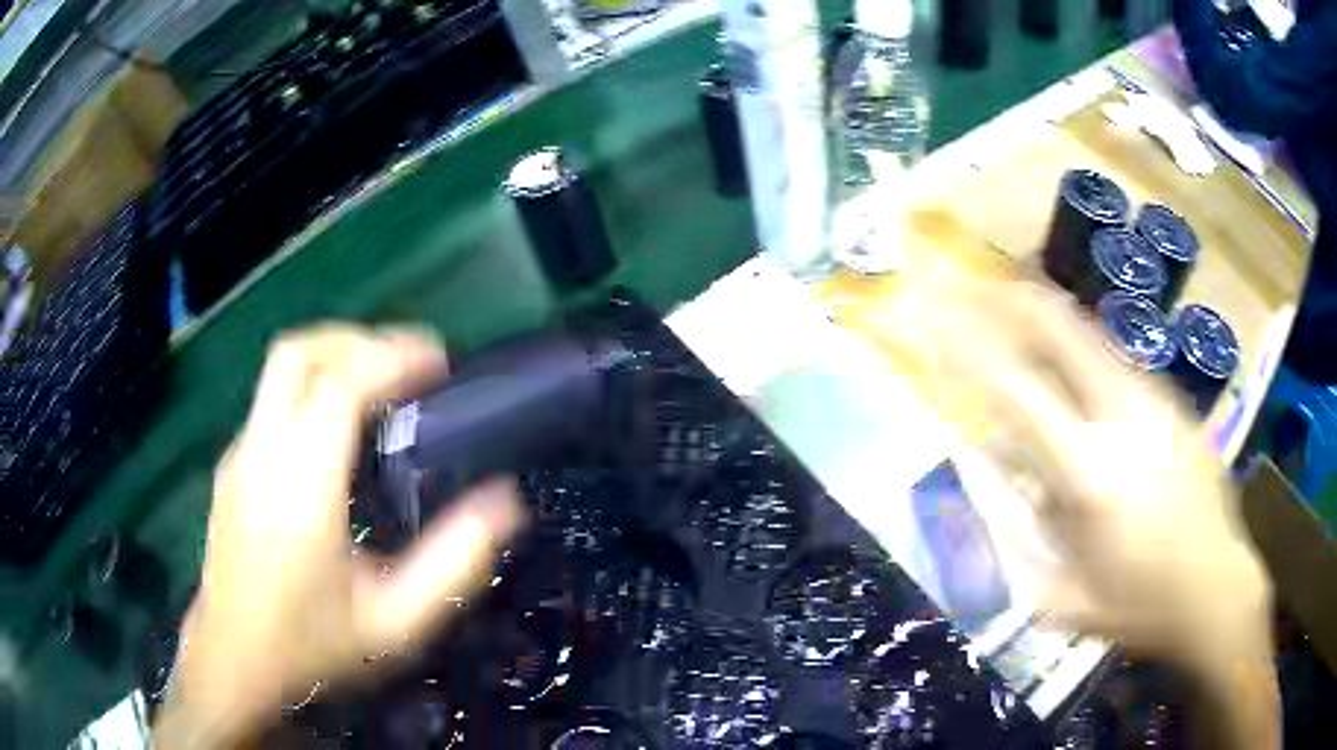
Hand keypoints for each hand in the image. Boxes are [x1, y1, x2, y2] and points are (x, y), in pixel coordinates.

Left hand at [154, 325, 524, 748]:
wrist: (233, 667)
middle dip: (359, 339)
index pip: (340, 386)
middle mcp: (262, 454)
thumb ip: (455, 562)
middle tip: (409, 364)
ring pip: (281, 370)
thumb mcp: (397, 623)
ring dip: (335, 357)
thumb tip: (504, 500)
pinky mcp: (232, 467)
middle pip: (300, 352)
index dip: (392, 357)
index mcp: (301, 487)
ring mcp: (240, 456)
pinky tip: (337, 433)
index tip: (439, 361)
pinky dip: (313, 387)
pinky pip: (273, 400)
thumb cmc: (312, 649)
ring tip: (382, 386)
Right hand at [868, 276, 1276, 748]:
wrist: (1215, 588)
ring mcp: (1155, 403)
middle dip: (1007, 299)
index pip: (1016, 390)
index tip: (937, 326)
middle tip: (970, 284)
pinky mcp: (1176, 405)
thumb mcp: (1061, 598)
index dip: (970, 350)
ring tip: (1012, 302)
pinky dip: (1084, 350)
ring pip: (1092, 335)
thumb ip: (1014, 538)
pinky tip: (1074, 364)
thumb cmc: (1137, 606)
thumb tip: (984, 477)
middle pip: (1060, 329)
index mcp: (1088, 473)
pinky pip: (1119, 363)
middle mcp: (1122, 418)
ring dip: (1045, 315)